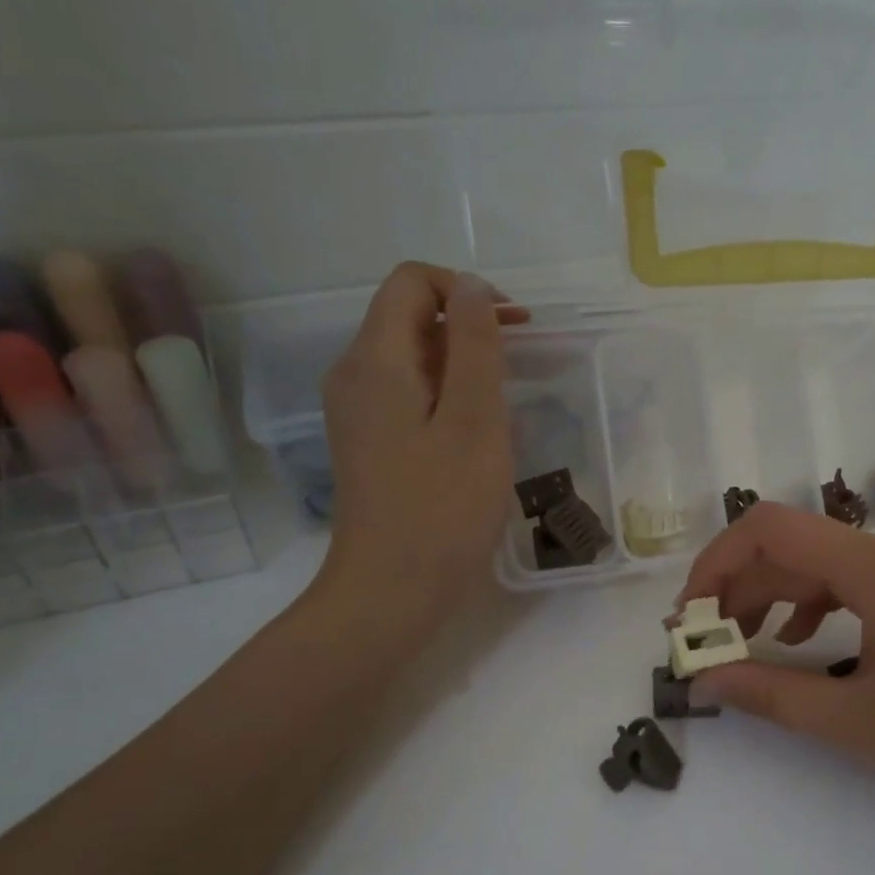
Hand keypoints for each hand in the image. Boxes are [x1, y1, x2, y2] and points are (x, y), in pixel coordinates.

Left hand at [310, 263, 527, 635]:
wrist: (392, 591)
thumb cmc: (442, 508)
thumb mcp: (474, 421)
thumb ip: (475, 347)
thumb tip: (473, 287)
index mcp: (375, 360)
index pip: (411, 282)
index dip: (465, 290)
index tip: (513, 328)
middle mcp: (355, 375)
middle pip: (409, 317)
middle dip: (468, 327)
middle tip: (520, 366)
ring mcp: (358, 413)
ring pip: (413, 360)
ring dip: (462, 366)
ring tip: (504, 407)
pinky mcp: (370, 444)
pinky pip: (410, 396)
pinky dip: (447, 397)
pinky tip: (476, 437)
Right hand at [677, 504, 874, 821]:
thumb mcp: (852, 721)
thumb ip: (769, 692)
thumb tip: (704, 676)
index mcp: (874, 566)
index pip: (770, 530)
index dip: (715, 564)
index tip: (691, 618)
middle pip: (792, 547)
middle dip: (738, 589)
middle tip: (706, 643)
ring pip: (821, 564)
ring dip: (773, 596)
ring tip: (744, 643)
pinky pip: (854, 581)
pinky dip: (814, 603)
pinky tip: (804, 640)